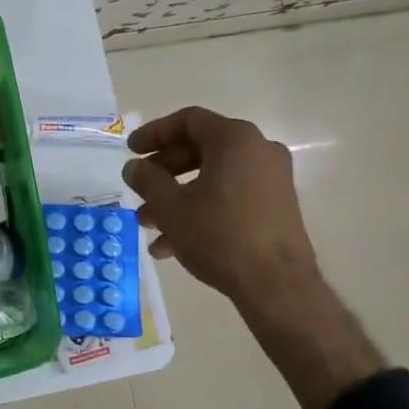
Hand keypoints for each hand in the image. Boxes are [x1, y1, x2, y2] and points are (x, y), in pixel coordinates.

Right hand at [123, 107, 385, 408]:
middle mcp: (258, 150)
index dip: (154, 133)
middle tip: (139, 190)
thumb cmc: (219, 234)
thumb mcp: (170, 206)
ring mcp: (271, 179)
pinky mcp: (276, 206)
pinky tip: (173, 245)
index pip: (187, 121)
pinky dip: (201, 209)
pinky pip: (230, 196)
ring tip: (149, 225)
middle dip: (163, 173)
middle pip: (199, 149)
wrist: (277, 286)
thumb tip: (134, 167)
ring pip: (212, 177)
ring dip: (177, 197)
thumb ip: (146, 179)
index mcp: (235, 139)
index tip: (131, 151)